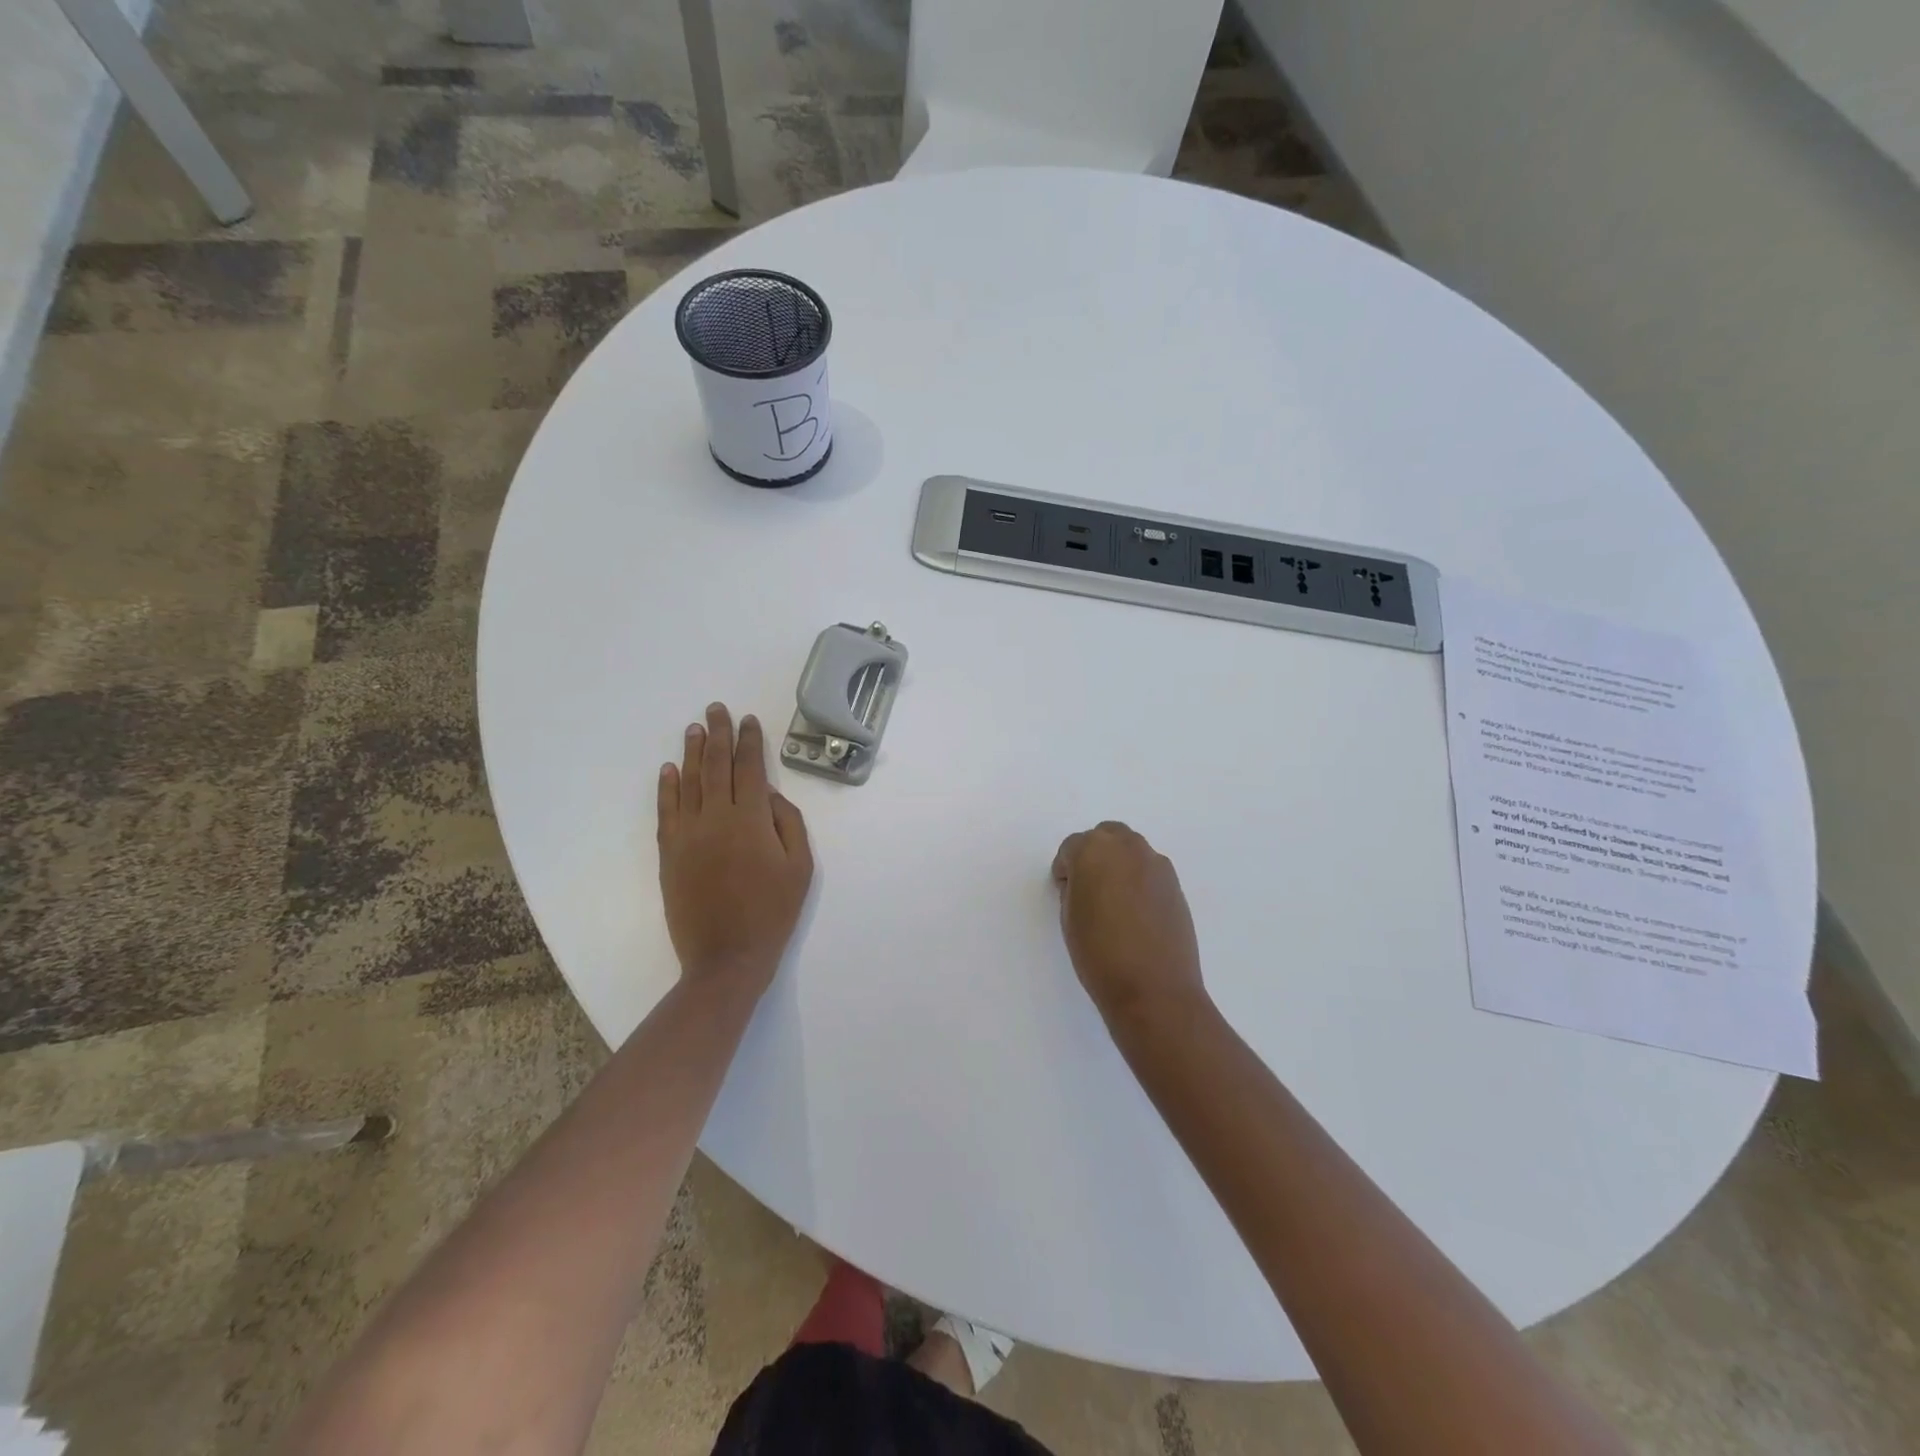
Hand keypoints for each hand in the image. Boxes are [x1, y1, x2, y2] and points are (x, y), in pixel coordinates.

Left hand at [658, 703, 812, 994]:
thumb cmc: (773, 912)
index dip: (749, 742)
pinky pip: (666, 811)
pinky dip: (667, 787)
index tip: (748, 720)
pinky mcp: (670, 853)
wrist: (727, 957)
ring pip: (688, 783)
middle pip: (716, 766)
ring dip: (691, 753)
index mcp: (751, 820)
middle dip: (718, 735)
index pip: (749, 768)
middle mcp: (715, 818)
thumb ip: (787, 823)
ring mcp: (688, 835)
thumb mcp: (800, 867)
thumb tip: (767, 794)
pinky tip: (669, 770)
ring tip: (694, 728)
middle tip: (716, 709)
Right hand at [1051, 821, 1205, 1025]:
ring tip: (1114, 900)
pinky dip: (1139, 880)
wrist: (1154, 988)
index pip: (1071, 847)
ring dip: (1119, 864)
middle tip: (1088, 888)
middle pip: (1105, 836)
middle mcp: (1127, 847)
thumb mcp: (1069, 918)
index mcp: (1093, 851)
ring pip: (1131, 850)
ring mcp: (1156, 864)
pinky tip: (1136, 912)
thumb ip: (1074, 888)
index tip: (1065, 891)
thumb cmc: (1099, 954)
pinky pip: (1150, 870)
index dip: (1065, 869)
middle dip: (1094, 855)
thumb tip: (1084, 884)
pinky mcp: (1175, 884)